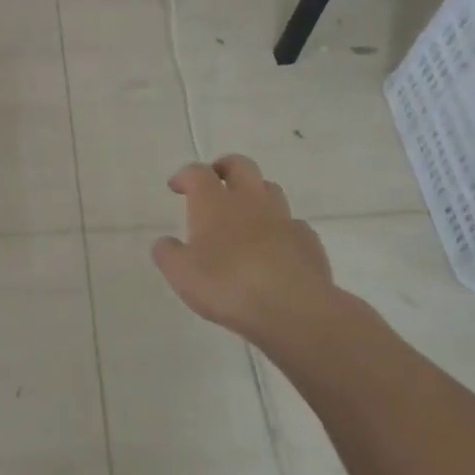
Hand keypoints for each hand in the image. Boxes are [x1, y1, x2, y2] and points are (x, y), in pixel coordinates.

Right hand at [151, 155, 335, 340]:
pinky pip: (292, 224)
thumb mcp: (181, 274)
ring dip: (255, 193)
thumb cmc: (228, 285)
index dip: (185, 175)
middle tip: (215, 182)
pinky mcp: (308, 241)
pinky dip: (280, 228)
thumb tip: (165, 243)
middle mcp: (250, 201)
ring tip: (245, 214)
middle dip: (225, 167)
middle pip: (241, 165)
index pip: (198, 172)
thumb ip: (168, 254)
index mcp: (214, 203)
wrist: (294, 309)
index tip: (176, 187)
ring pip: (270, 189)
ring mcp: (283, 218)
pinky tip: (275, 247)